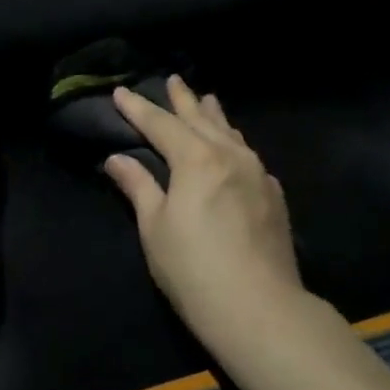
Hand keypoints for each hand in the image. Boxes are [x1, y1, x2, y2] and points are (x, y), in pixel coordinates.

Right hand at [104, 77, 305, 346]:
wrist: (262, 310)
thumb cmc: (195, 270)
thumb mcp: (155, 228)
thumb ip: (138, 186)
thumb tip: (115, 158)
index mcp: (196, 159)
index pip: (160, 124)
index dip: (138, 108)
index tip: (120, 91)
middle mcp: (229, 155)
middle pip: (201, 118)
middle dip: (183, 99)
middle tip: (173, 79)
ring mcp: (257, 173)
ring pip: (230, 132)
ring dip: (214, 115)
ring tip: (207, 100)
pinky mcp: (273, 194)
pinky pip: (248, 154)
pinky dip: (234, 142)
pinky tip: (235, 148)